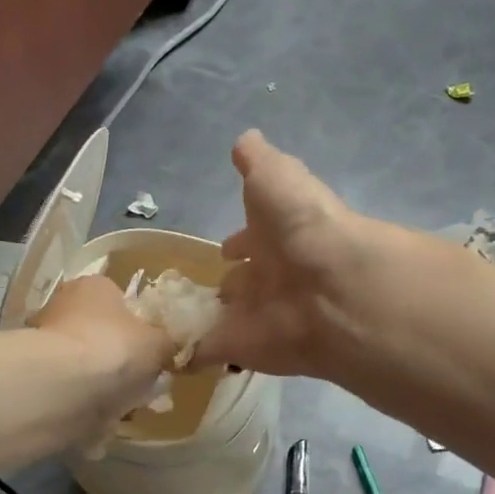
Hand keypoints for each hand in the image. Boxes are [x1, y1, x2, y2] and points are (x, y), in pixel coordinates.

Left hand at [28, 272, 172, 418]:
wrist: (62, 389)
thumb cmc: (115, 349)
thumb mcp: (160, 343)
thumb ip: (170, 342)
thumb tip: (173, 346)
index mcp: (95, 286)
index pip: (122, 300)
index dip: (142, 326)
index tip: (156, 351)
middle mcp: (65, 306)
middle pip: (103, 333)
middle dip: (123, 359)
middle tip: (146, 381)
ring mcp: (47, 343)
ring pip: (89, 365)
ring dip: (107, 384)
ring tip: (130, 405)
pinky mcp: (38, 378)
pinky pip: (75, 390)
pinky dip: (90, 404)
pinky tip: (106, 419)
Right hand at [198, 131, 380, 378]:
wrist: (327, 286)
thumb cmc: (300, 223)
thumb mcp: (276, 175)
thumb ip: (258, 160)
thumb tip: (245, 139)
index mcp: (278, 236)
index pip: (253, 240)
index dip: (239, 242)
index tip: (224, 249)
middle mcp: (270, 276)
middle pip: (245, 281)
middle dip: (231, 283)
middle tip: (205, 290)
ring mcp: (256, 315)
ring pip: (229, 315)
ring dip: (211, 316)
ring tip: (177, 320)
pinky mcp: (239, 348)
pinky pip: (207, 350)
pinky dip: (188, 353)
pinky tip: (166, 354)